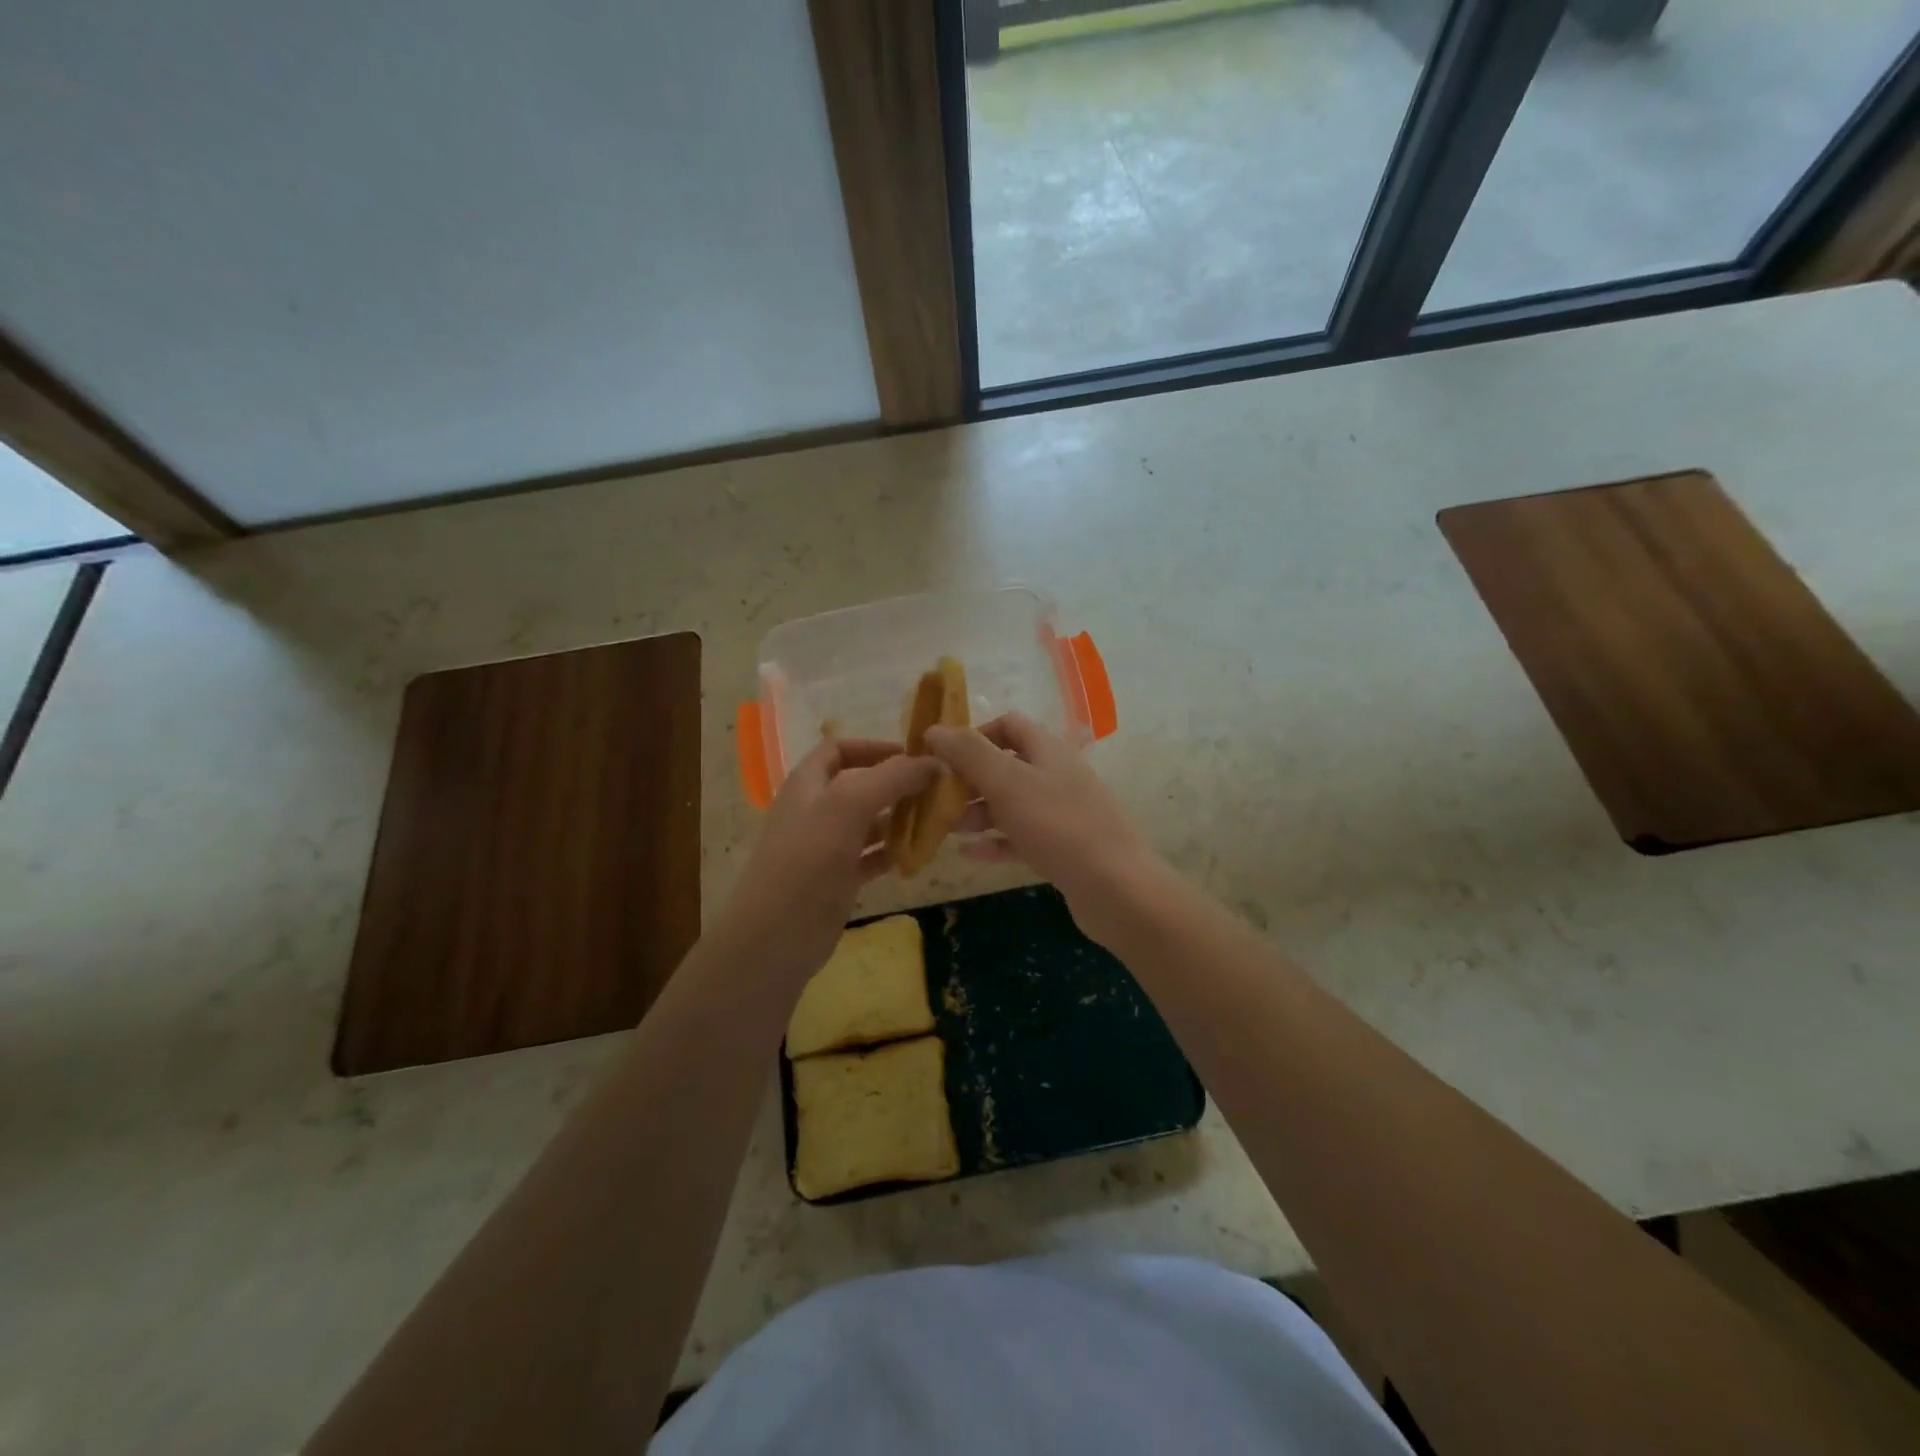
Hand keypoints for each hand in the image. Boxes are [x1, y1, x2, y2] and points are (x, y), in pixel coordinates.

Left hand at [716, 737, 938, 984]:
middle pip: (861, 785)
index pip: (840, 749)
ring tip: (937, 821)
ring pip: (869, 822)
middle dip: (897, 784)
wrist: (774, 939)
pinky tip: (916, 856)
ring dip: (900, 818)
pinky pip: (870, 856)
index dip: (875, 747)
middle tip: (937, 790)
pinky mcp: (837, 879)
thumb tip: (933, 761)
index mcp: (808, 784)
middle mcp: (816, 810)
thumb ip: (890, 778)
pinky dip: (892, 852)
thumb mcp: (847, 807)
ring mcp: (826, 847)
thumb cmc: (807, 862)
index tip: (915, 756)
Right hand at [925, 712, 1161, 944]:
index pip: (1008, 724)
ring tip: (946, 828)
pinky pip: (1021, 838)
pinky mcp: (1062, 848)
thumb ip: (970, 753)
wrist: (1115, 888)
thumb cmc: (1058, 826)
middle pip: (1006, 765)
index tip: (943, 756)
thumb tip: (934, 729)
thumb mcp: (1008, 782)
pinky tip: (968, 854)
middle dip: (970, 779)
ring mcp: (1062, 814)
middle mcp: (1056, 775)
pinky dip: (995, 842)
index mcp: (1048, 750)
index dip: (974, 735)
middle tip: (937, 798)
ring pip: (1011, 804)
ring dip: (978, 811)